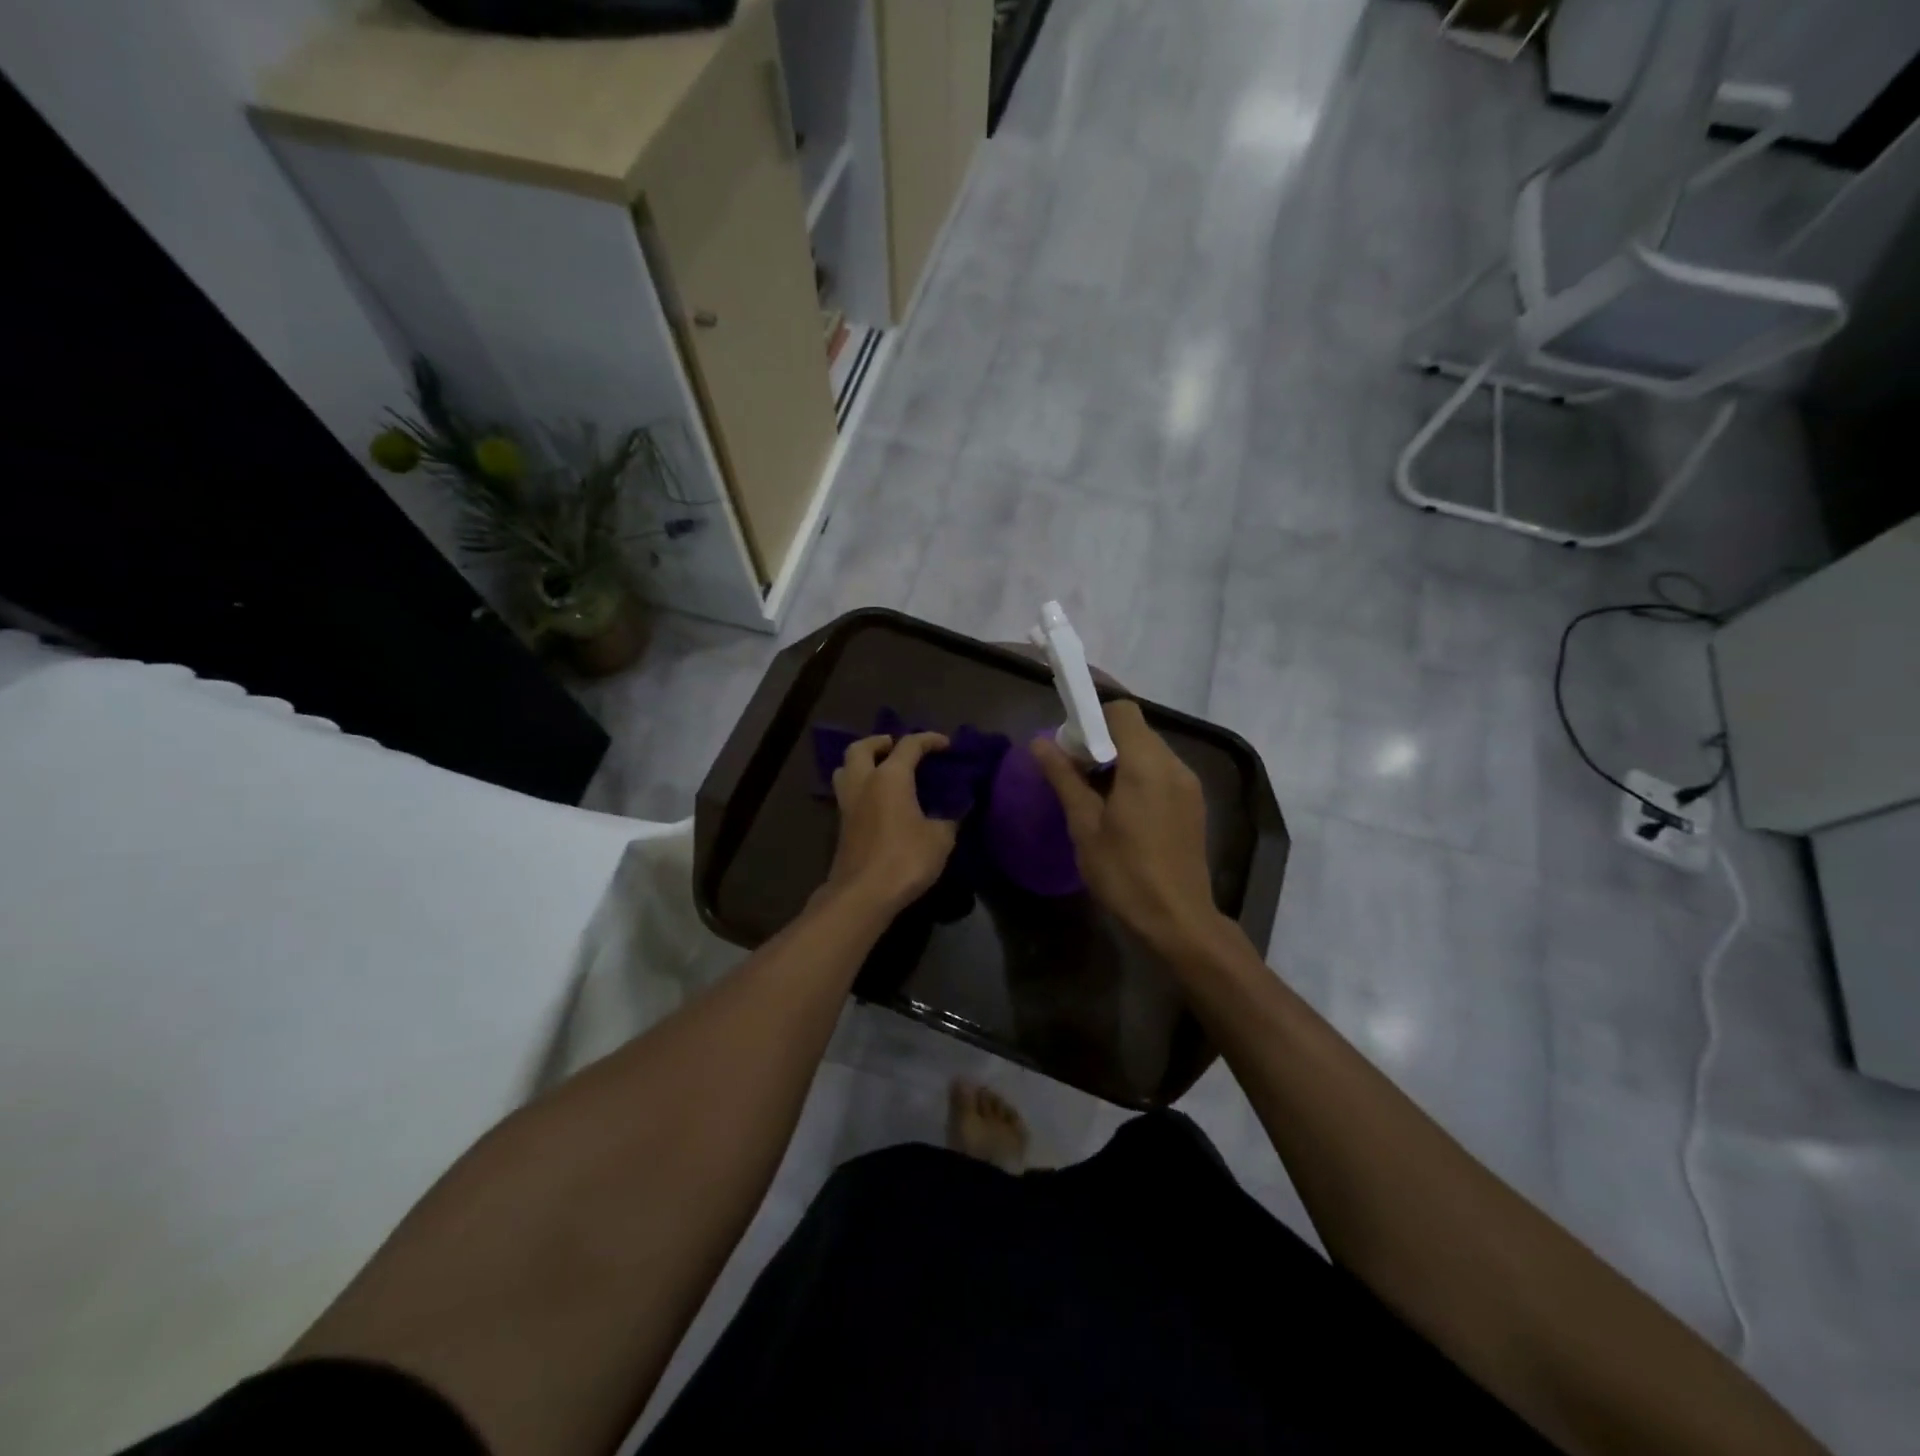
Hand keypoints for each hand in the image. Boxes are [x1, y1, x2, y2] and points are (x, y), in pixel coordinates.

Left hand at [822, 733, 958, 917]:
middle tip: (896, 747)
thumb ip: (950, 817)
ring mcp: (848, 804)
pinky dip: (860, 787)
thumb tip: (959, 807)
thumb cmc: (905, 859)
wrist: (863, 894)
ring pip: (845, 769)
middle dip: (879, 742)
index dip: (929, 740)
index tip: (946, 745)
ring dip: (862, 762)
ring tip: (881, 770)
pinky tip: (878, 801)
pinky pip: (847, 793)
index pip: (909, 745)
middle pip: (861, 748)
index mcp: (890, 777)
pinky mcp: (841, 826)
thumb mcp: (940, 838)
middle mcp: (864, 783)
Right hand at [1032, 701, 1220, 952]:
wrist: (1178, 920)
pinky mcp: (1193, 804)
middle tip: (1075, 772)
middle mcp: (1174, 765)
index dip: (1093, 718)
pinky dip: (1138, 776)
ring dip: (1120, 760)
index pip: (1123, 711)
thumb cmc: (1125, 873)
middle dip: (1102, 740)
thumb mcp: (1084, 825)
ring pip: (1150, 752)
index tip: (1071, 745)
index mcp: (1147, 764)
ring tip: (1095, 795)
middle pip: (1136, 730)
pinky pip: (1162, 772)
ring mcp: (1188, 785)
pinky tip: (1121, 811)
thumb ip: (1064, 778)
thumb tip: (1039, 743)